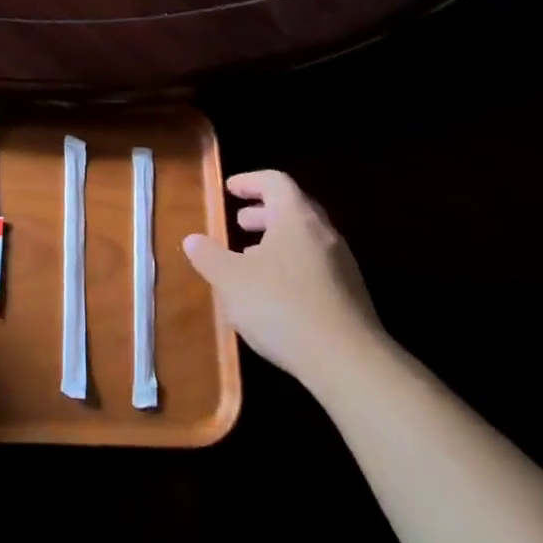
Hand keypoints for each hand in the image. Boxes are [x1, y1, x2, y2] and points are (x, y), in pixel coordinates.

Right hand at [182, 171, 387, 390]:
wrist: (347, 361)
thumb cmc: (282, 306)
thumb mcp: (231, 280)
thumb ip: (209, 256)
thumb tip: (193, 240)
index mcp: (297, 217)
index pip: (275, 181)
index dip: (250, 181)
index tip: (229, 189)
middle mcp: (324, 233)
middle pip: (293, 208)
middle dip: (263, 212)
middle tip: (239, 222)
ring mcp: (342, 264)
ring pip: (305, 239)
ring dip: (276, 241)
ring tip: (251, 258)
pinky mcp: (349, 295)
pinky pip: (315, 265)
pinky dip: (291, 265)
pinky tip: (274, 292)